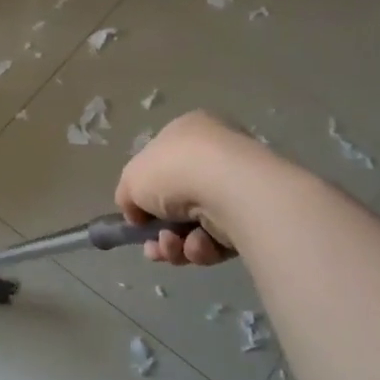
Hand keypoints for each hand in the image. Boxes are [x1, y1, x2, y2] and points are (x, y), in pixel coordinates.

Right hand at [115, 111, 253, 265]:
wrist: (228, 188)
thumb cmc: (173, 171)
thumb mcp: (130, 179)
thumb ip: (127, 197)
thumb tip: (138, 215)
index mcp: (187, 133)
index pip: (161, 166)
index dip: (145, 195)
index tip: (137, 218)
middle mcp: (214, 156)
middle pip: (176, 204)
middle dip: (160, 231)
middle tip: (153, 246)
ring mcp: (235, 187)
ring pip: (194, 227)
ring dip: (175, 244)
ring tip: (172, 246)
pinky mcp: (252, 217)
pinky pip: (217, 238)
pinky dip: (202, 246)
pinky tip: (199, 244)